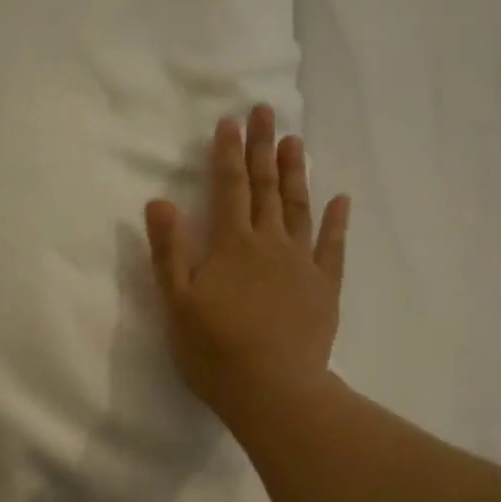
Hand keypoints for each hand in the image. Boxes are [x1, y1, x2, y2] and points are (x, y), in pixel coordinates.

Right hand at [144, 105, 349, 425]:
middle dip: (263, 148)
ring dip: (295, 174)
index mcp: (231, 246)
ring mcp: (302, 264)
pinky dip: (337, 221)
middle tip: (265, 112)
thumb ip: (169, 252)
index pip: (228, 189)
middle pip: (265, 188)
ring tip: (295, 142)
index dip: (227, 154)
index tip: (230, 121)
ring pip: (298, 208)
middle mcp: (269, 244)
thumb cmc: (214, 350)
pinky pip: (333, 247)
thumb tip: (159, 202)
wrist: (272, 389)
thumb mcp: (177, 303)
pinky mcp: (324, 288)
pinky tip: (341, 200)